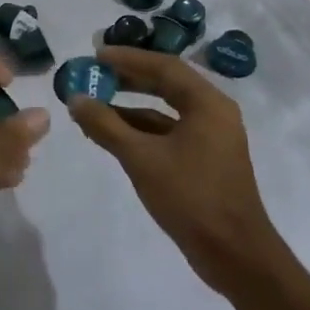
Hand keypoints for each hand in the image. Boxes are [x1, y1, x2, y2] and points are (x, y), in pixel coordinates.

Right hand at [67, 45, 279, 292]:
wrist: (234, 255)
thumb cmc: (191, 197)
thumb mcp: (141, 158)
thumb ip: (106, 125)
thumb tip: (75, 99)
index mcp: (207, 104)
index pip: (164, 66)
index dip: (128, 58)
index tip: (95, 54)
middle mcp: (213, 113)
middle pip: (166, 83)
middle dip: (128, 78)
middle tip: (94, 73)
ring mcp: (210, 138)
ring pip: (165, 110)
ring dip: (130, 106)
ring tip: (94, 104)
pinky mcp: (204, 161)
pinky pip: (168, 133)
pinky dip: (141, 130)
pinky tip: (112, 134)